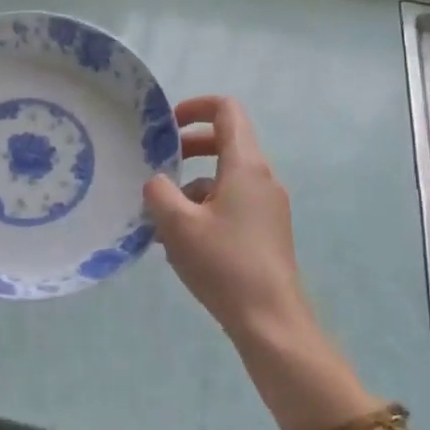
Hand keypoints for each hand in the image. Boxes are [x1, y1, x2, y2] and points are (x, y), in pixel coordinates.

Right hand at [143, 96, 313, 347]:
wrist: (271, 322)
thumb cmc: (224, 265)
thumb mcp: (178, 225)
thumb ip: (159, 192)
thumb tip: (157, 182)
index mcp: (246, 165)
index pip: (226, 110)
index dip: (195, 107)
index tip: (167, 125)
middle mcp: (262, 178)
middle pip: (226, 142)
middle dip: (189, 148)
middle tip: (160, 165)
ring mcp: (268, 206)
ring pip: (226, 178)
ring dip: (193, 186)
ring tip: (162, 219)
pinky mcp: (267, 231)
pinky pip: (233, 204)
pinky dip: (206, 209)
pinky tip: (181, 245)